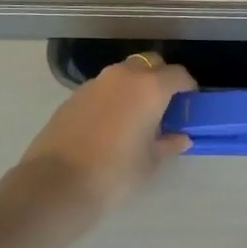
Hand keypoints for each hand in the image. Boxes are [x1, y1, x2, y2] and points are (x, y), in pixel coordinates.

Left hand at [15, 53, 196, 214]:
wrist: (56, 184)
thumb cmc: (115, 173)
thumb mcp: (150, 163)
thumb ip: (168, 144)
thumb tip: (180, 138)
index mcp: (149, 88)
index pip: (178, 74)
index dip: (188, 87)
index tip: (189, 103)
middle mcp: (124, 76)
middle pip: (150, 63)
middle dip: (161, 77)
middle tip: (164, 105)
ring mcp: (95, 83)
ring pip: (124, 73)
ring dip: (134, 86)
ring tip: (135, 115)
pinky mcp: (74, 95)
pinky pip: (103, 88)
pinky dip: (112, 97)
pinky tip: (109, 124)